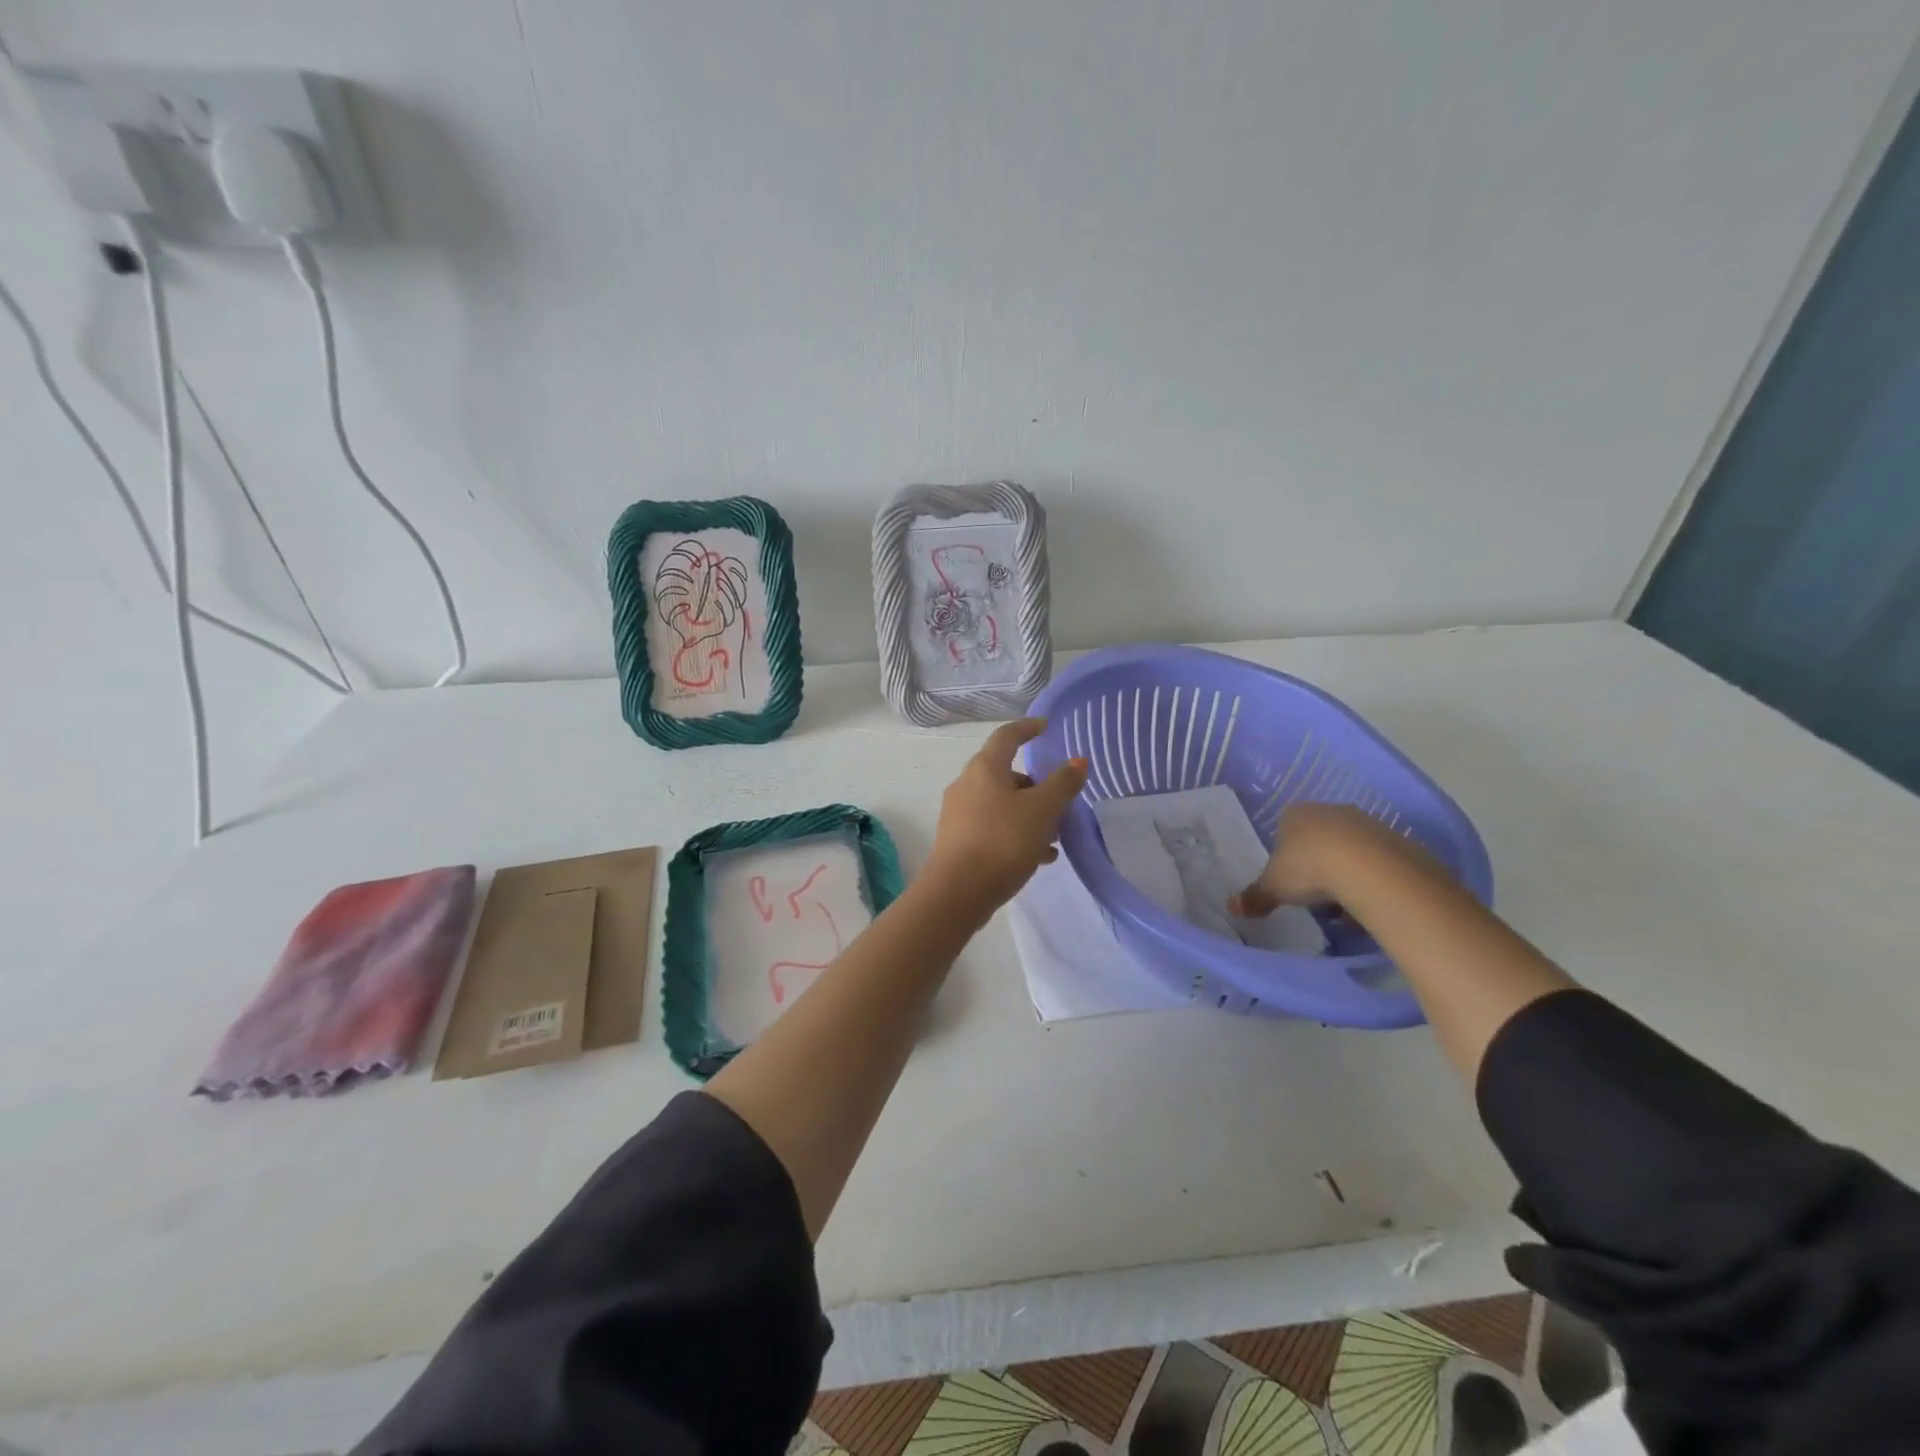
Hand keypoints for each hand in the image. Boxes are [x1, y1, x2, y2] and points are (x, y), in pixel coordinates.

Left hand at [924, 719, 1087, 915]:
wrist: (957, 893)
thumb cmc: (1002, 842)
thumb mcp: (1041, 811)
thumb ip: (1062, 784)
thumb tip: (1077, 761)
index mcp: (984, 768)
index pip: (1007, 736)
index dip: (1028, 728)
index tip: (1046, 727)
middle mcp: (967, 785)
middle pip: (1006, 774)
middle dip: (1036, 785)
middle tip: (1061, 800)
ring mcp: (959, 814)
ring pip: (1002, 804)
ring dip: (1029, 814)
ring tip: (1055, 837)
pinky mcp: (958, 841)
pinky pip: (994, 828)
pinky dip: (1016, 834)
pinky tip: (1039, 858)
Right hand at [1228, 802, 1426, 916]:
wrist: (1370, 868)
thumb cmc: (1309, 868)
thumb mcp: (1275, 887)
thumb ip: (1255, 896)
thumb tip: (1231, 908)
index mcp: (1296, 814)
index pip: (1285, 828)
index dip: (1286, 854)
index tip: (1290, 878)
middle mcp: (1330, 811)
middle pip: (1319, 837)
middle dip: (1317, 863)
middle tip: (1314, 893)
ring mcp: (1365, 822)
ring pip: (1350, 849)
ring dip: (1346, 872)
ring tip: (1344, 906)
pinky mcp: (1395, 839)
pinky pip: (1377, 861)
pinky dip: (1371, 879)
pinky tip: (1368, 902)